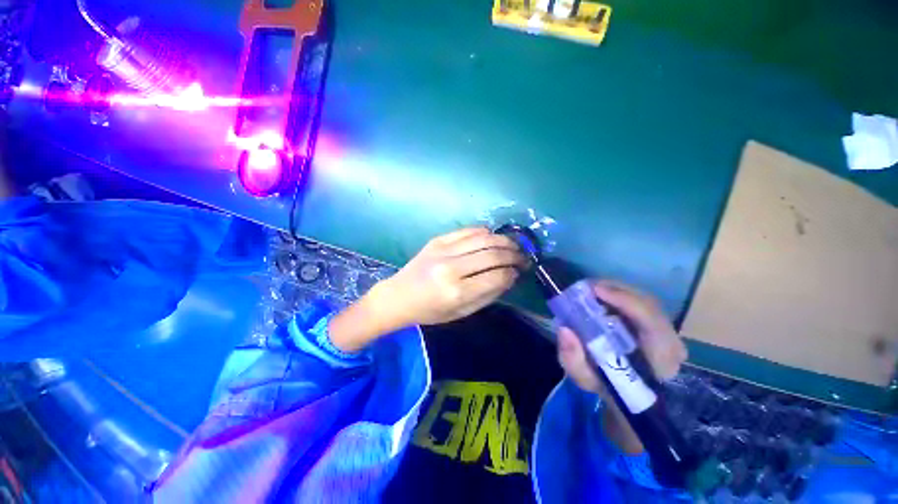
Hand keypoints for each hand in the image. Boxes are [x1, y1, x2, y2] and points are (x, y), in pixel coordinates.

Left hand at [329, 227, 525, 351]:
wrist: (398, 296)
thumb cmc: (430, 311)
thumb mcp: (461, 313)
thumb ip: (488, 295)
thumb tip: (510, 277)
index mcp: (457, 292)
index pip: (497, 276)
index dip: (513, 273)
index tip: (519, 272)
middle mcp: (452, 267)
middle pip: (493, 254)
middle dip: (514, 254)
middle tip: (523, 257)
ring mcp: (443, 250)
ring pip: (483, 238)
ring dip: (504, 240)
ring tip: (513, 245)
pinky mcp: (438, 239)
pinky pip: (468, 230)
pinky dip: (485, 233)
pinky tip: (492, 238)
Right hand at [556, 280, 686, 452]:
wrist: (630, 398)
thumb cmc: (608, 389)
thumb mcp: (585, 379)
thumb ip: (572, 359)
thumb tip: (564, 329)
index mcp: (659, 360)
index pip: (651, 322)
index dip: (624, 300)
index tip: (595, 290)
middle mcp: (671, 343)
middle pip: (648, 304)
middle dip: (615, 290)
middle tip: (585, 288)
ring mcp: (669, 334)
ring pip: (644, 301)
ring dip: (616, 291)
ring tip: (590, 291)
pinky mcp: (661, 328)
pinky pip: (641, 304)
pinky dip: (619, 296)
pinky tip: (601, 297)